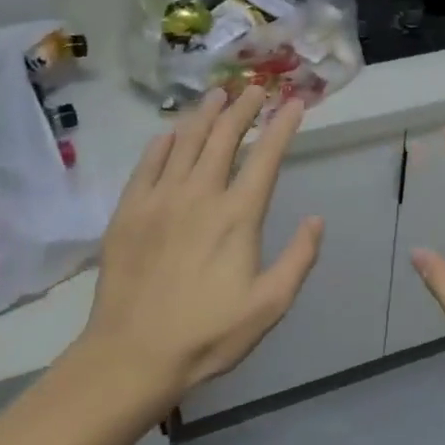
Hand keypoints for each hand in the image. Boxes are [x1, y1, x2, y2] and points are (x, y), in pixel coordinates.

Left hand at [72, 86, 323, 403]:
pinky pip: (146, 164)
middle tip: (255, 89)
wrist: (132, 355)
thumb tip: (316, 220)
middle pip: (224, 138)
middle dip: (244, 109)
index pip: (265, 157)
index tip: (294, 104)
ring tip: (217, 95)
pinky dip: (162, 143)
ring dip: (204, 115)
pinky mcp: (128, 212)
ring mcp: (159, 200)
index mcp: (238, 216)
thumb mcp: (270, 305)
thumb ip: (298, 259)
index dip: (282, 127)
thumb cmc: (208, 333)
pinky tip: (169, 132)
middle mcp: (199, 195)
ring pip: (184, 142)